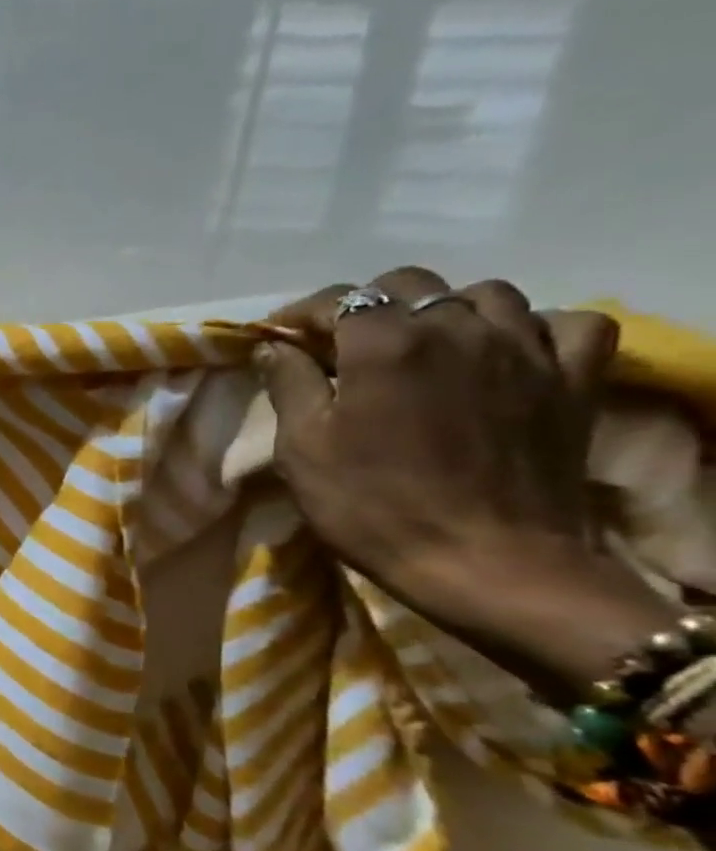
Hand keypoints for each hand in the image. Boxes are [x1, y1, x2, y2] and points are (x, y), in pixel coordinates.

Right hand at [259, 265, 676, 694]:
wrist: (488, 564)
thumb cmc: (373, 507)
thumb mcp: (302, 449)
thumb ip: (289, 385)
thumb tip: (276, 345)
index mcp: (383, 345)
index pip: (337, 300)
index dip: (301, 314)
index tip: (281, 336)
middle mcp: (456, 329)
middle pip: (408, 285)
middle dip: (367, 305)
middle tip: (344, 346)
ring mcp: (524, 349)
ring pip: (484, 294)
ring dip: (444, 310)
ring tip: (422, 346)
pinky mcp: (573, 379)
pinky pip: (564, 323)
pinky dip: (532, 328)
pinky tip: (506, 352)